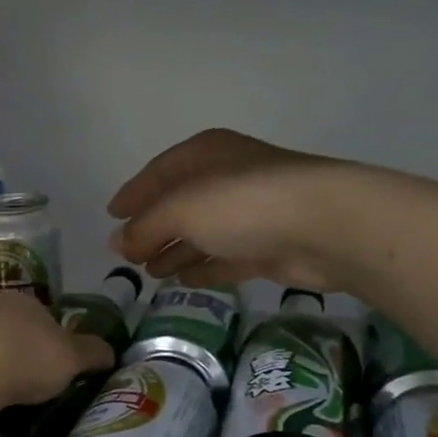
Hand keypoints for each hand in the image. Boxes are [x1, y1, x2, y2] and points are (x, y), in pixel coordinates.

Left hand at [0, 293, 115, 414]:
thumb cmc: (29, 356)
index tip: (63, 361)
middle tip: (43, 380)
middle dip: (30, 352)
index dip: (58, 337)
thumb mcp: (73, 356)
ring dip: (7, 367)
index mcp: (26, 301)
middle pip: (20, 331)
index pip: (47, 315)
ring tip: (20, 393)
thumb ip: (93, 352)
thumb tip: (111, 352)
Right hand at [107, 129, 371, 291]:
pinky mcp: (268, 247)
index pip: (158, 172)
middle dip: (152, 229)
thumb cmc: (242, 203)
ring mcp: (250, 214)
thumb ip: (145, 228)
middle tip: (127, 254)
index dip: (133, 193)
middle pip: (179, 204)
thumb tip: (116, 243)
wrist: (326, 226)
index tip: (111, 215)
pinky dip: (203, 267)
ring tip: (150, 273)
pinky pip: (225, 257)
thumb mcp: (180, 210)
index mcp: (204, 154)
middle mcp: (226, 178)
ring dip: (175, 251)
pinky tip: (183, 281)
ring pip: (202, 234)